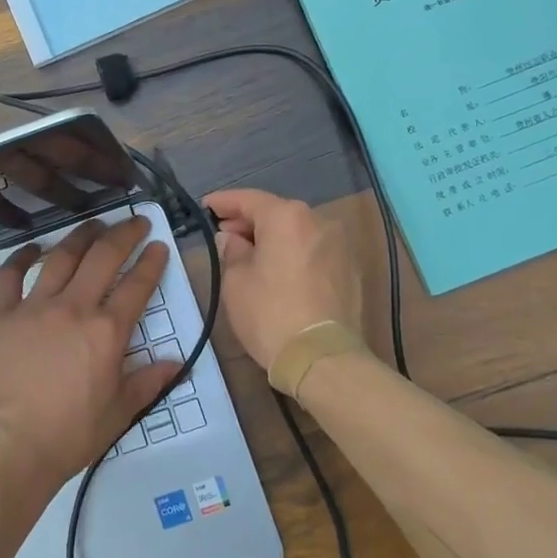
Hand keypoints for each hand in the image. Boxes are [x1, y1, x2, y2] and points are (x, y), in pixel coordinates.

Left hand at [0, 216, 178, 500]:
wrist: (8, 451)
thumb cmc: (68, 437)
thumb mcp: (118, 414)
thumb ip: (147, 381)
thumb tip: (176, 362)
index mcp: (106, 332)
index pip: (137, 285)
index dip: (151, 262)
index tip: (158, 245)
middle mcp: (73, 309)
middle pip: (103, 258)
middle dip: (123, 234)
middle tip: (135, 221)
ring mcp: (33, 308)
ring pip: (61, 257)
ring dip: (80, 236)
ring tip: (93, 224)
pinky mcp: (0, 316)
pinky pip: (9, 276)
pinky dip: (21, 257)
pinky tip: (33, 248)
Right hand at [202, 189, 362, 370]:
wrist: (323, 359)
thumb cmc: (270, 314)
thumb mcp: (236, 282)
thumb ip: (231, 251)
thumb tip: (232, 239)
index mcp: (286, 217)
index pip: (249, 199)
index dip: (223, 202)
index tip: (205, 207)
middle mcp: (317, 221)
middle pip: (276, 213)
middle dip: (249, 222)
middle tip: (225, 235)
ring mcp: (340, 245)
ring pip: (297, 232)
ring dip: (274, 239)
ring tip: (251, 256)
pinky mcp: (351, 270)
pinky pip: (314, 251)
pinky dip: (294, 254)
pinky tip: (279, 272)